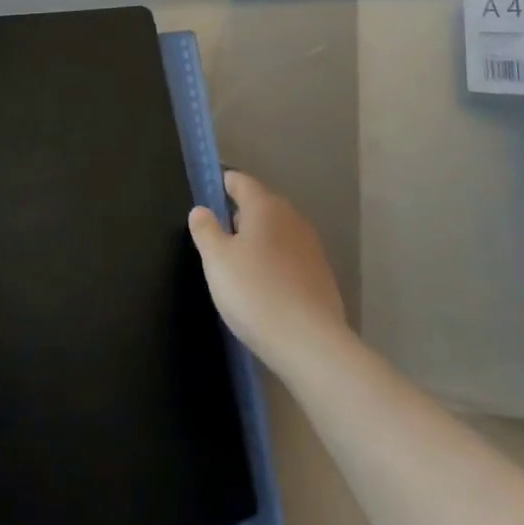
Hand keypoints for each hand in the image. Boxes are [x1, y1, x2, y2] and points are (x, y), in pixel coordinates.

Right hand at [187, 170, 346, 375]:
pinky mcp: (322, 274)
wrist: (310, 343)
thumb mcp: (217, 261)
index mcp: (264, 206)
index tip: (209, 196)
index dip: (223, 184)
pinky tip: (267, 287)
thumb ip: (206, 230)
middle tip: (220, 237)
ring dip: (260, 240)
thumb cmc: (255, 292)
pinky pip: (292, 257)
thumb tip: (201, 210)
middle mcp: (291, 217)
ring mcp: (311, 245)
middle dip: (240, 215)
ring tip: (241, 265)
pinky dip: (277, 263)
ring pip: (278, 232)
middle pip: (261, 205)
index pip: (241, 181)